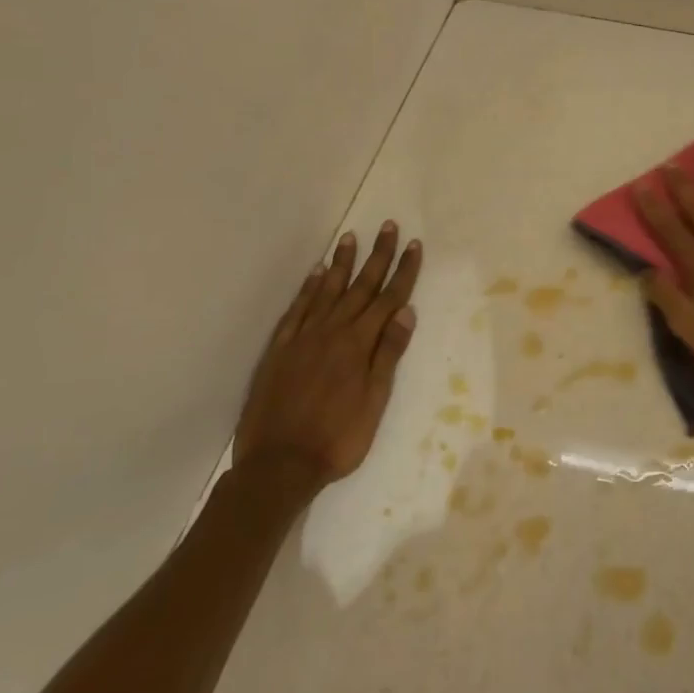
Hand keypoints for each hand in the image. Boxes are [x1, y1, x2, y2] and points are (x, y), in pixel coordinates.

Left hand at [234, 221, 420, 498]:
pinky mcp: (280, 349)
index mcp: (359, 345)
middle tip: (388, 227)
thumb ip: (388, 354)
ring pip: (327, 291)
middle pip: (360, 287)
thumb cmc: (337, 438)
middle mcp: (332, 332)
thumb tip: (406, 312)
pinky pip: (297, 310)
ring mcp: (303, 338)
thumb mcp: (375, 401)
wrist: (278, 465)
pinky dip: (308, 289)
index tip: (415, 245)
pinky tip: (316, 274)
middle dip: (378, 256)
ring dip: (342, 263)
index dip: (404, 271)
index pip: (389, 299)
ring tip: (350, 238)